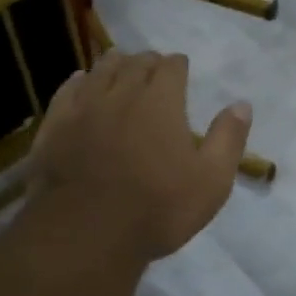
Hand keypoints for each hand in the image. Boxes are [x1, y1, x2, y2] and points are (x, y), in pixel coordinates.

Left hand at [28, 49, 250, 262]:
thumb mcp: (211, 181)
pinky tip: (80, 81)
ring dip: (114, 64)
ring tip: (120, 64)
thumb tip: (242, 104)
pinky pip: (66, 91)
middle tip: (153, 66)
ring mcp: (83, 108)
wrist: (86, 234)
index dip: (178, 65)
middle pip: (135, 63)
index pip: (171, 67)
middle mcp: (121, 93)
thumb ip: (228, 139)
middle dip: (147, 62)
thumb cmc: (157, 209)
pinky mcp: (54, 126)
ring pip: (99, 71)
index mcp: (161, 102)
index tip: (181, 67)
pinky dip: (78, 81)